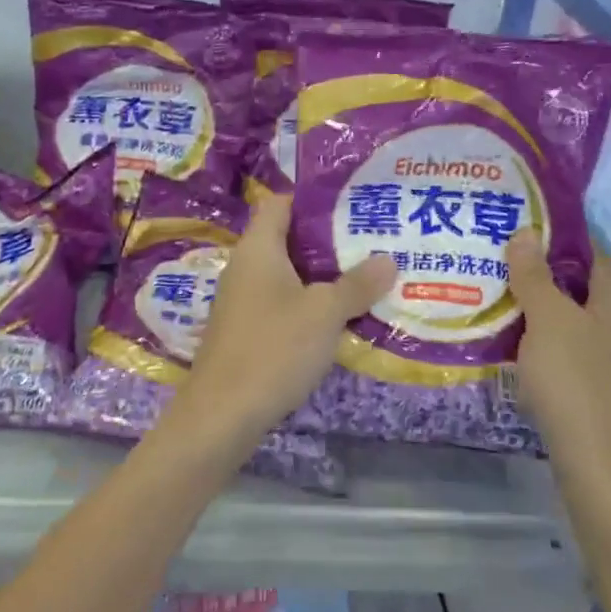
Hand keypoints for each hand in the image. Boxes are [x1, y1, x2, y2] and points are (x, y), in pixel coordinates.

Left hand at [169, 195, 393, 453]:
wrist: (222, 414)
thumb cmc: (273, 348)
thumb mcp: (324, 313)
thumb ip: (357, 284)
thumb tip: (388, 259)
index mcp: (257, 248)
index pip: (281, 202)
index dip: (314, 198)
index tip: (354, 202)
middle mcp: (246, 266)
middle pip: (288, 238)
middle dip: (329, 239)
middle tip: (372, 241)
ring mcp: (243, 300)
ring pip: (288, 274)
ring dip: (322, 275)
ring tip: (366, 276)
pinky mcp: (246, 330)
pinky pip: (282, 303)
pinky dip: (309, 303)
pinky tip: (339, 317)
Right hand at [507, 230, 610, 505]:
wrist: (600, 469)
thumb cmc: (575, 383)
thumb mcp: (548, 321)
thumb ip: (534, 275)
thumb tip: (525, 231)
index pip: (589, 249)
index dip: (555, 232)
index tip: (515, 221)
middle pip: (578, 283)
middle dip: (538, 269)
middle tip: (492, 257)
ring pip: (570, 318)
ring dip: (536, 306)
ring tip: (492, 294)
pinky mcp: (600, 387)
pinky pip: (567, 347)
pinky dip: (541, 338)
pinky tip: (511, 342)